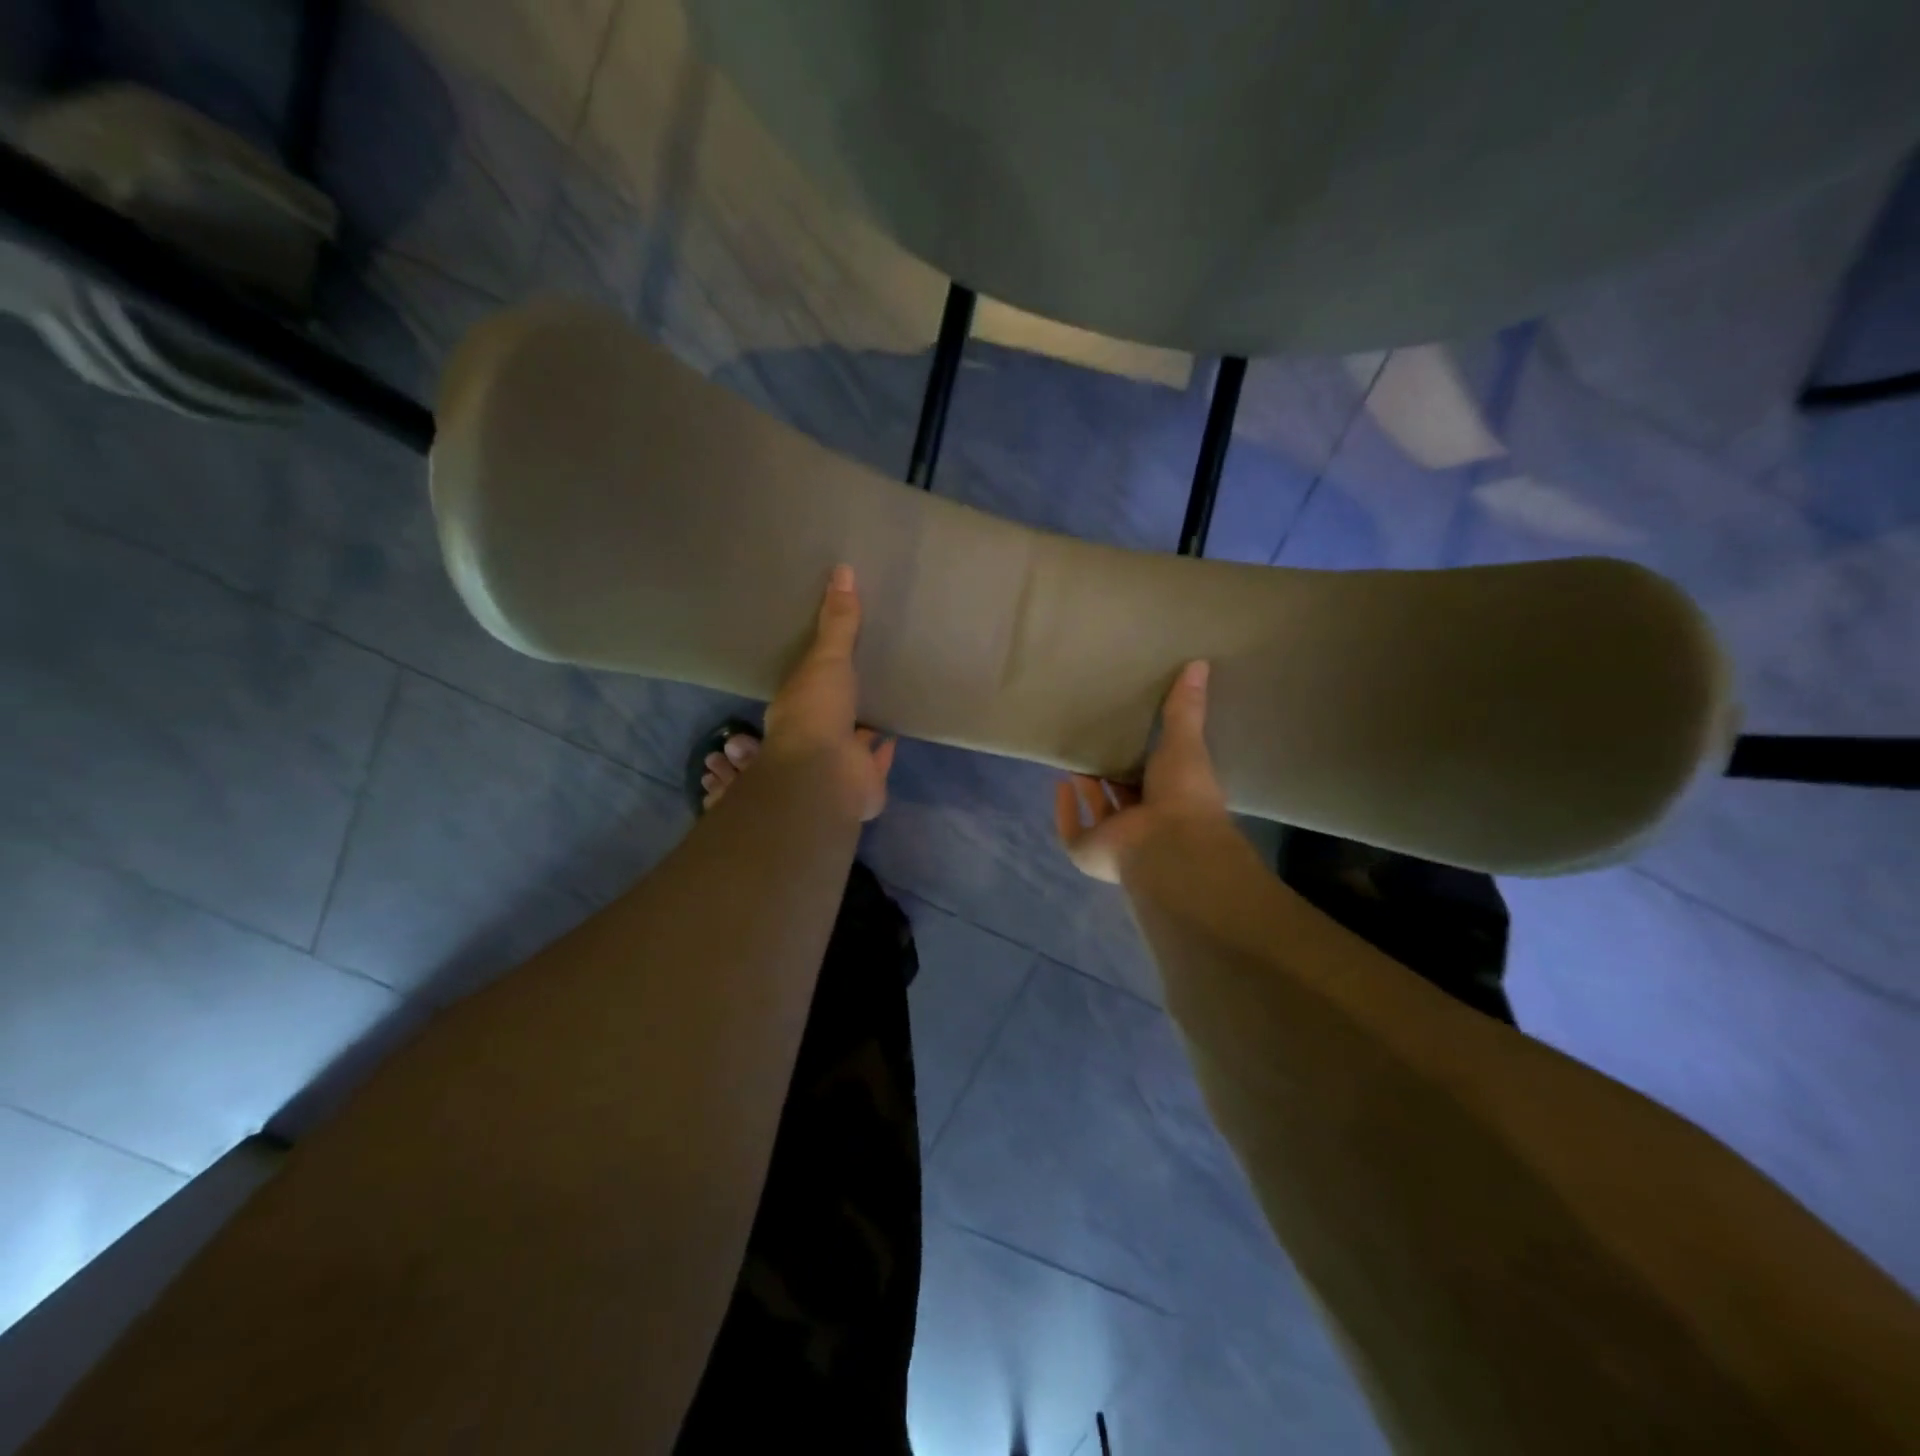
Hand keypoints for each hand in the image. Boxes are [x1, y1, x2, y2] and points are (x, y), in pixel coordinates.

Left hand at [762, 565, 895, 821]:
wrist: (828, 776)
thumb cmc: (817, 712)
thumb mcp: (827, 658)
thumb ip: (837, 622)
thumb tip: (842, 570)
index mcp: (797, 704)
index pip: (807, 680)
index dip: (819, 666)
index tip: (835, 649)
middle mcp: (815, 733)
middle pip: (831, 709)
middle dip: (845, 695)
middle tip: (867, 671)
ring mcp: (839, 758)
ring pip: (853, 735)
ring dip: (865, 722)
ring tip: (886, 696)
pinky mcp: (864, 778)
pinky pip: (878, 759)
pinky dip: (886, 748)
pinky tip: (900, 730)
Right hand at [1055, 660, 1228, 882]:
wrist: (1167, 843)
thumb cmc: (1183, 794)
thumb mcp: (1185, 742)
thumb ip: (1185, 708)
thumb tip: (1199, 663)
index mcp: (1175, 802)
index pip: (1159, 779)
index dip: (1147, 761)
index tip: (1135, 736)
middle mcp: (1146, 823)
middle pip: (1125, 795)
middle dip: (1112, 773)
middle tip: (1099, 741)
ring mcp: (1117, 840)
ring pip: (1099, 810)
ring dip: (1087, 787)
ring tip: (1076, 754)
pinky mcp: (1088, 850)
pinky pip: (1071, 828)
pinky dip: (1064, 809)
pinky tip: (1059, 783)